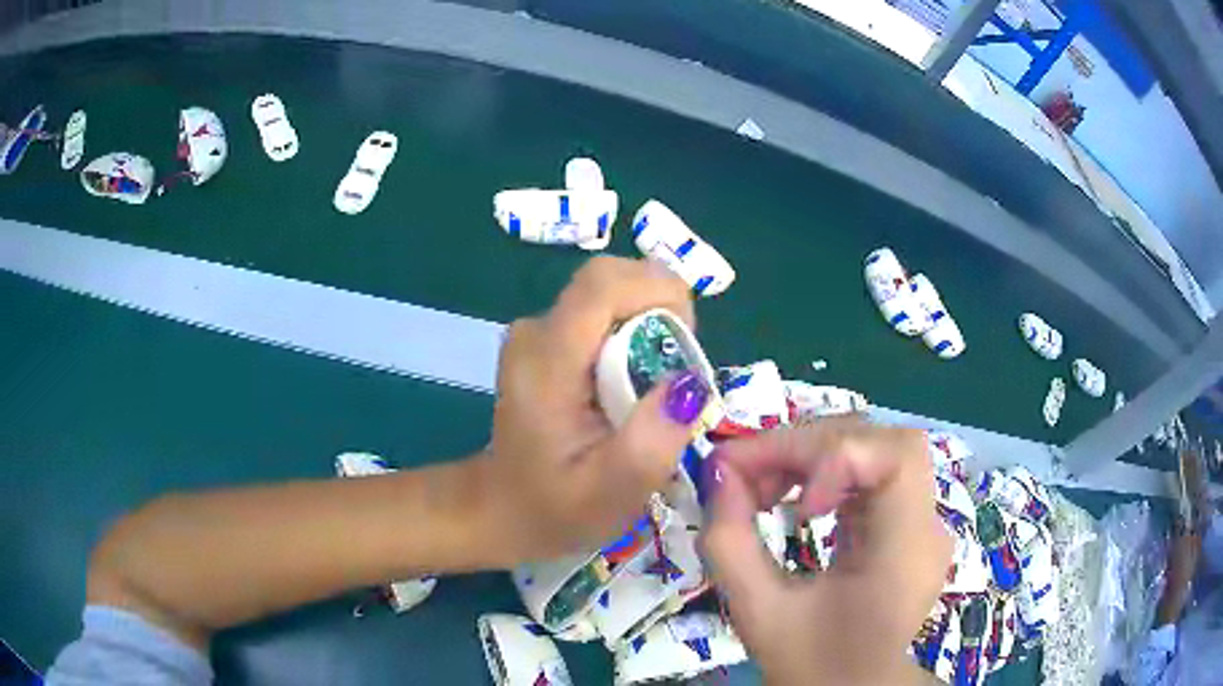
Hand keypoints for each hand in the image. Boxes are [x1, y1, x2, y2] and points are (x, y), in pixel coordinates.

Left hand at [478, 257, 710, 564]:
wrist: (504, 510)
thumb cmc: (557, 508)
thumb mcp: (613, 492)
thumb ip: (652, 440)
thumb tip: (691, 382)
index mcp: (545, 362)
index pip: (603, 284)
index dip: (658, 291)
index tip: (688, 340)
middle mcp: (534, 331)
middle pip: (609, 280)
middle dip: (660, 306)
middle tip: (679, 369)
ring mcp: (536, 332)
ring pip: (609, 294)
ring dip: (649, 322)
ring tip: (659, 384)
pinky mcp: (545, 340)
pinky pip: (601, 314)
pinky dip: (632, 334)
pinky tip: (634, 382)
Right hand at [703, 417, 950, 685]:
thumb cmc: (813, 665)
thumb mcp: (758, 613)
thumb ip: (729, 542)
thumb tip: (717, 472)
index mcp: (906, 551)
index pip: (895, 456)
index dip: (837, 457)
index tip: (787, 503)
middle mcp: (927, 525)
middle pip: (880, 441)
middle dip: (808, 446)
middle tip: (745, 475)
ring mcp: (922, 521)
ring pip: (874, 448)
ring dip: (813, 454)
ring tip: (763, 488)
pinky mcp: (907, 524)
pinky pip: (870, 474)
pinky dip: (826, 472)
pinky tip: (794, 498)